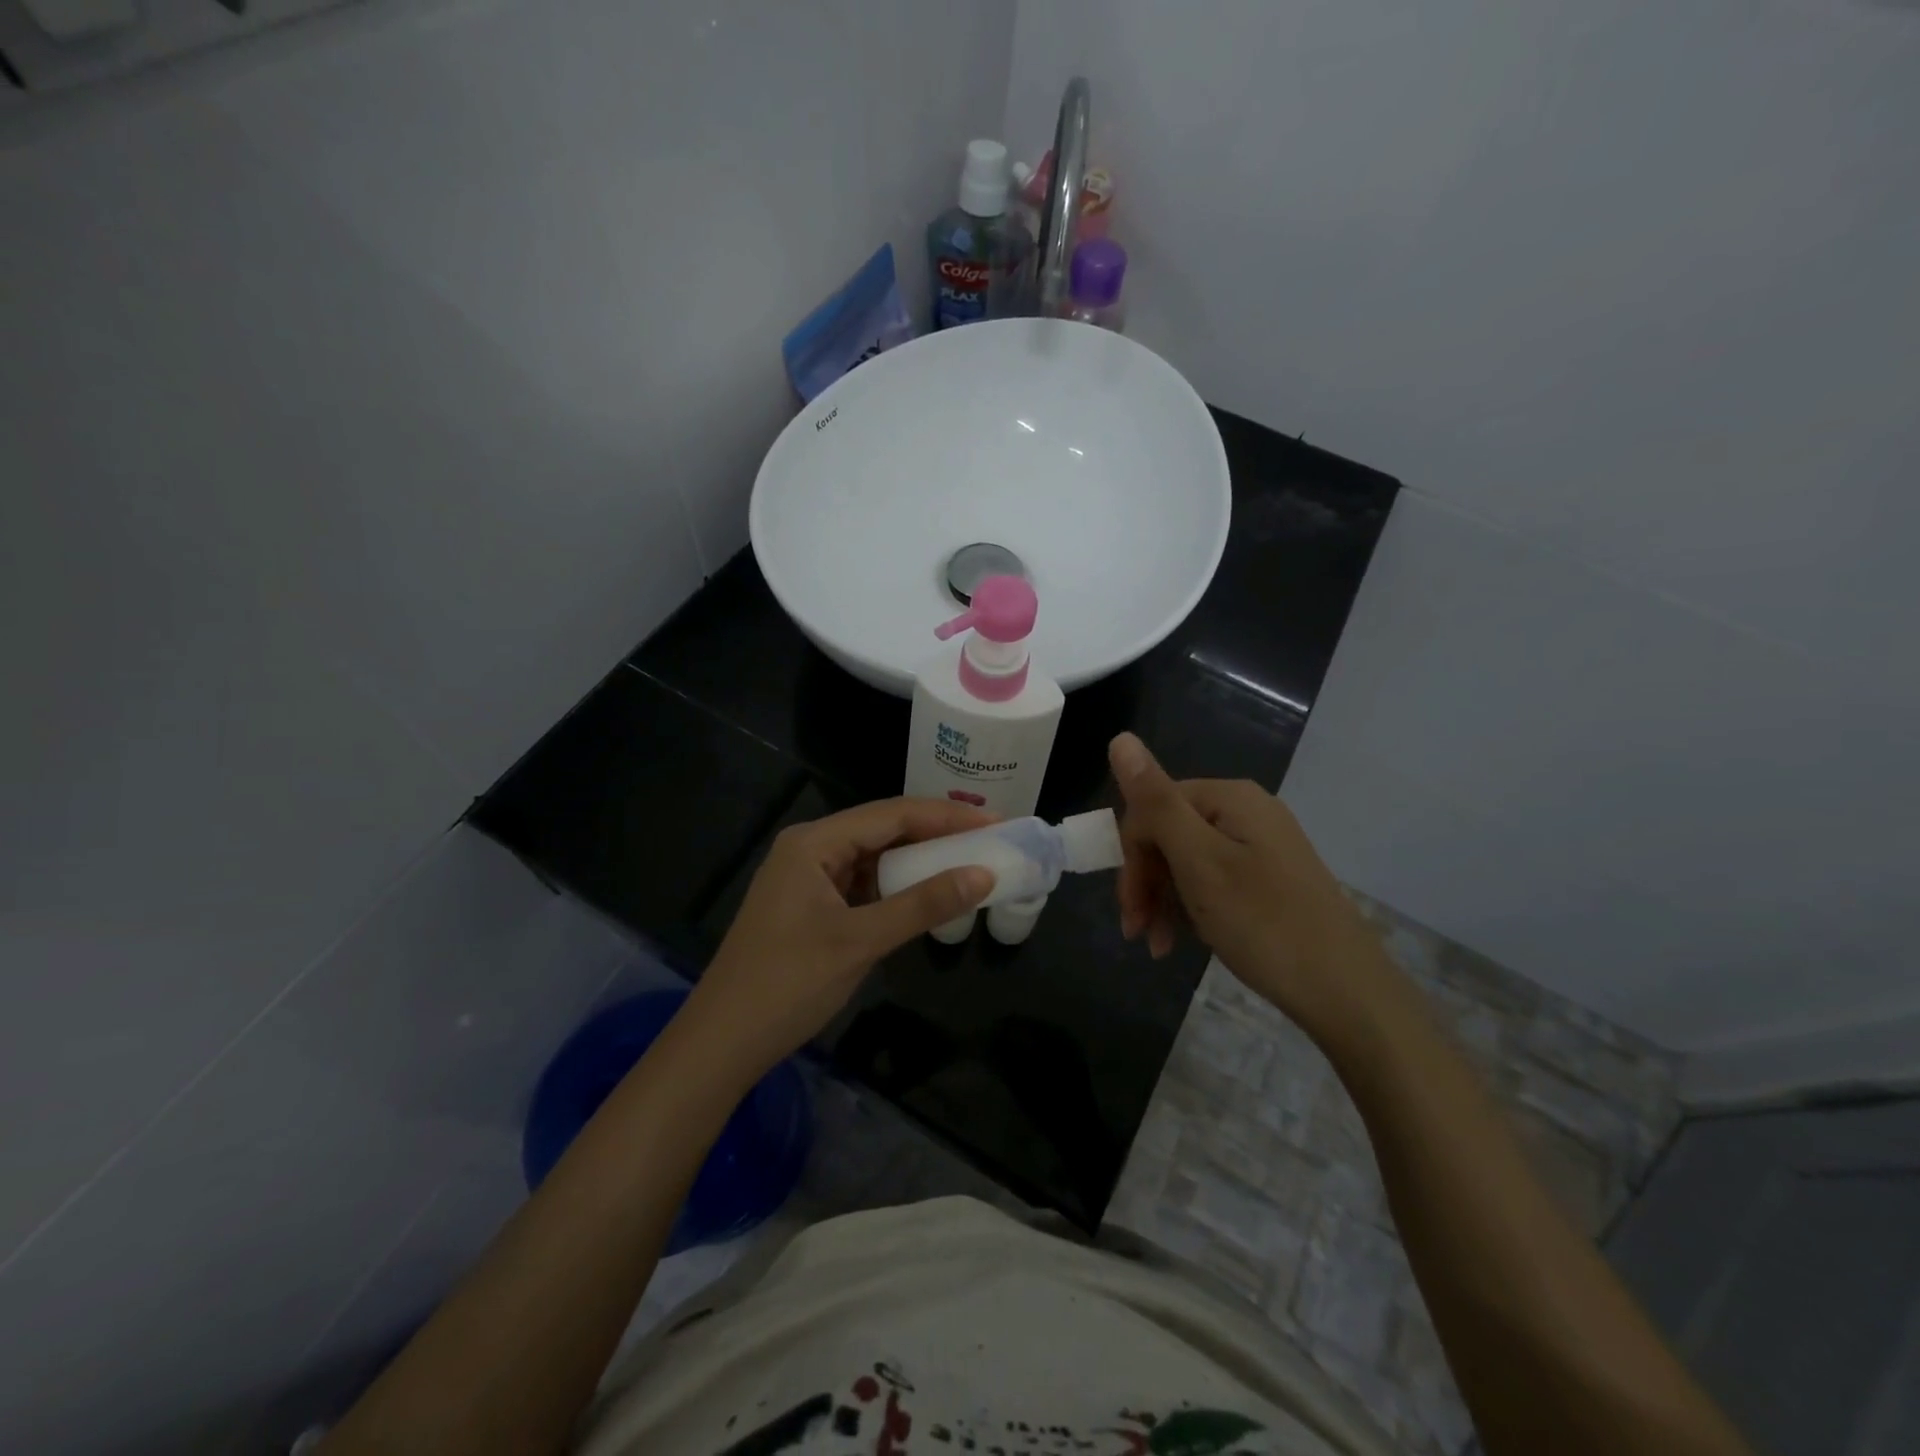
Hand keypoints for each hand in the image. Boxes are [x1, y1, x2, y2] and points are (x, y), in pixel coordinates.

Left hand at [676, 798, 995, 1085]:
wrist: (722, 1043)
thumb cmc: (788, 984)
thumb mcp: (861, 941)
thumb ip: (923, 905)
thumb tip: (984, 875)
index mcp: (814, 842)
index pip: (892, 814)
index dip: (946, 816)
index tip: (995, 823)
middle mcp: (810, 848)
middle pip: (883, 830)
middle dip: (936, 835)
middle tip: (989, 841)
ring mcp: (809, 879)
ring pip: (875, 858)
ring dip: (918, 862)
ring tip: (968, 863)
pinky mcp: (811, 907)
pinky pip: (863, 885)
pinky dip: (897, 888)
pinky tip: (926, 894)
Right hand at [1109, 732, 1385, 1040]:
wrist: (1347, 992)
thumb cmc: (1263, 923)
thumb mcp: (1199, 861)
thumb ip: (1156, 801)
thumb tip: (1120, 737)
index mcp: (1229, 797)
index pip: (1153, 808)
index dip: (1132, 856)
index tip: (1128, 908)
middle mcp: (1247, 811)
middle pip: (1169, 834)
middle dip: (1146, 881)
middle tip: (1137, 931)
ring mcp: (1262, 845)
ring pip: (1188, 861)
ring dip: (1163, 899)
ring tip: (1158, 947)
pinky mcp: (1271, 878)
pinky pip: (1214, 880)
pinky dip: (1191, 907)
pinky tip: (1184, 941)